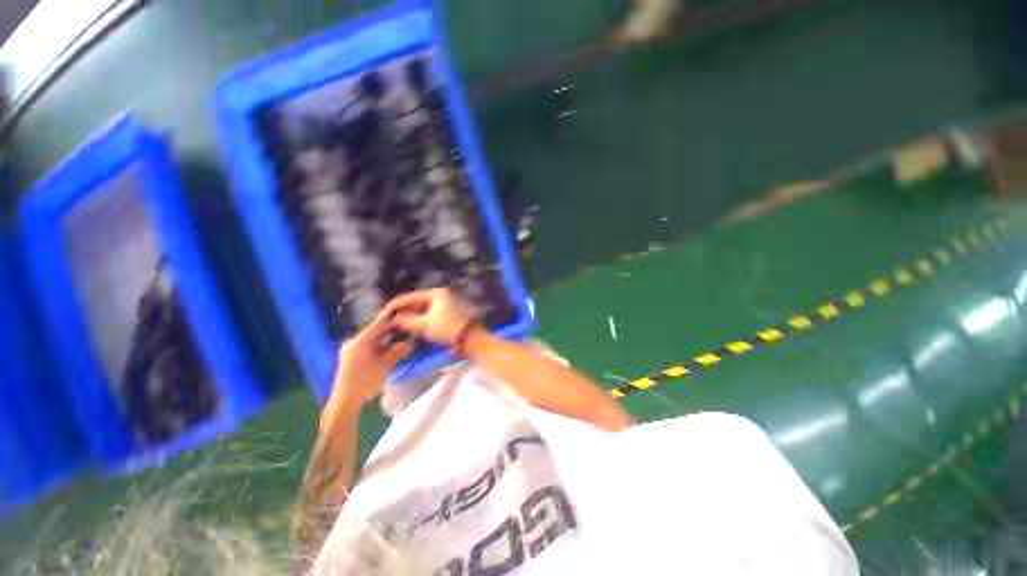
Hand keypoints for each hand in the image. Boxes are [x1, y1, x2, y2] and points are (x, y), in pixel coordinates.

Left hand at [321, 309, 412, 430]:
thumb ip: (398, 351)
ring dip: (385, 337)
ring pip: (372, 339)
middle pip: (375, 331)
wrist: (345, 401)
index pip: (378, 324)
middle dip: (390, 328)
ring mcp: (350, 350)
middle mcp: (353, 342)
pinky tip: (388, 346)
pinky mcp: (350, 357)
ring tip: (400, 334)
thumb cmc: (366, 382)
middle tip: (405, 324)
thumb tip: (413, 342)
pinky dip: (378, 344)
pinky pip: (367, 345)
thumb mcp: (386, 365)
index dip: (391, 317)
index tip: (402, 310)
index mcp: (360, 341)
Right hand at [386, 288, 476, 345]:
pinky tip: (416, 328)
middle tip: (392, 320)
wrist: (471, 338)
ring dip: (414, 316)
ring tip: (401, 325)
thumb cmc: (447, 328)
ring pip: (426, 309)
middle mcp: (443, 295)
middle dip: (405, 311)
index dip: (397, 305)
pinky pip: (433, 314)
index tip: (384, 312)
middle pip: (419, 302)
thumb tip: (394, 319)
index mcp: (437, 293)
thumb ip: (407, 321)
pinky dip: (424, 320)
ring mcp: (449, 303)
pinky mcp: (452, 313)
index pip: (412, 296)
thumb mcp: (424, 325)